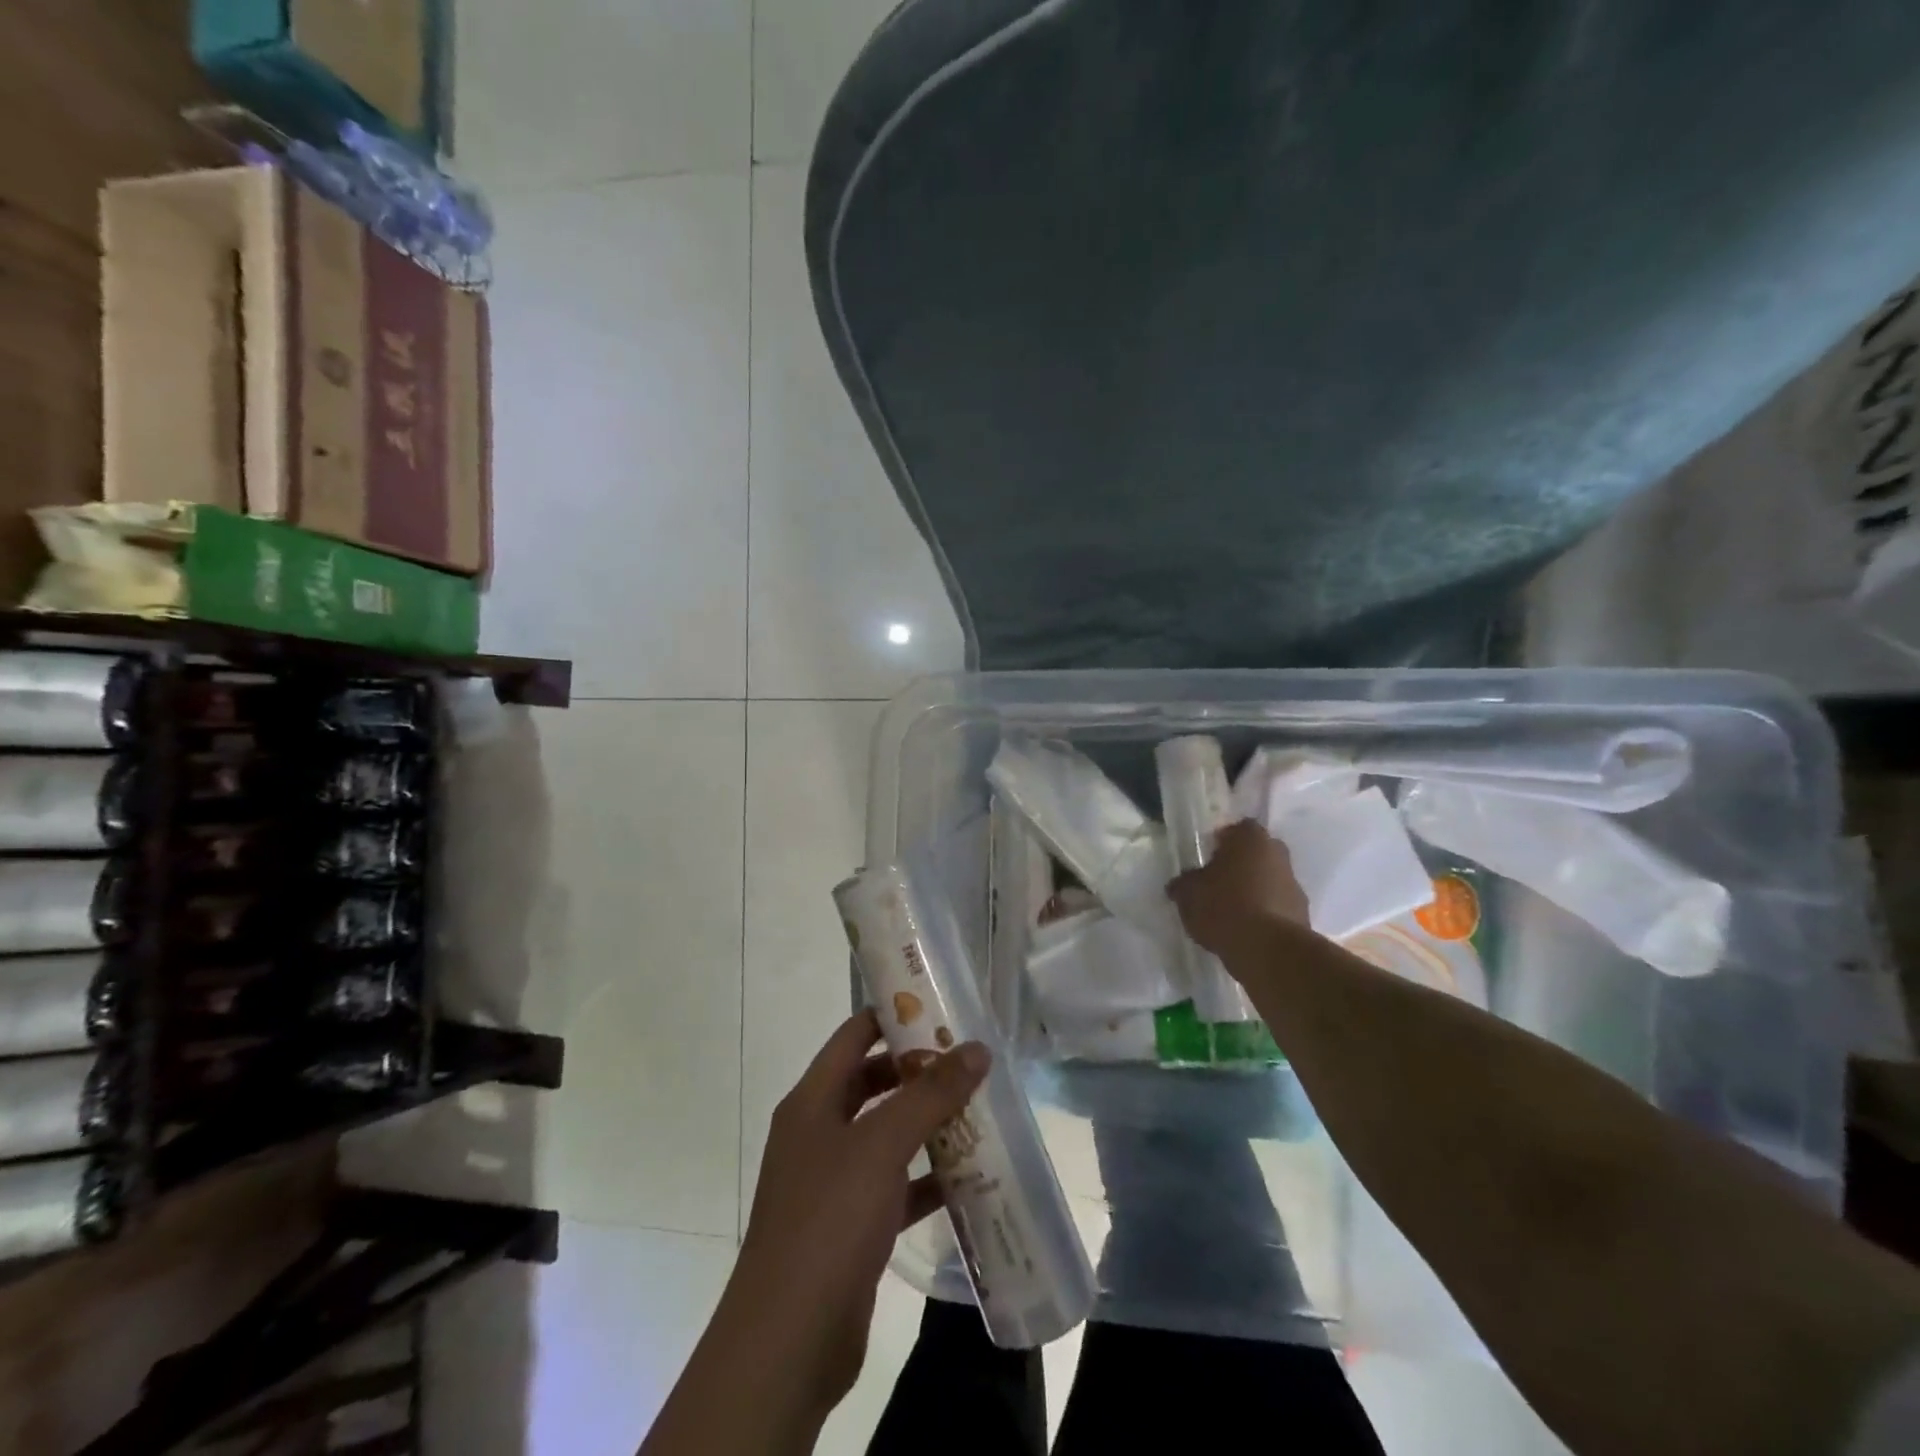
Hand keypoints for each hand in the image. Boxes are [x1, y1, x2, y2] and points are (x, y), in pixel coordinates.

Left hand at [731, 1009, 989, 1414]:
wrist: (788, 1341)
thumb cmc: (829, 1220)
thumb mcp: (881, 1145)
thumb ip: (931, 1094)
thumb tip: (977, 1048)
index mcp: (813, 1101)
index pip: (854, 1036)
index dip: (893, 1015)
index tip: (940, 1006)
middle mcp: (819, 1132)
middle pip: (872, 1082)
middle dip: (919, 1070)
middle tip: (970, 1059)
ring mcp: (833, 1181)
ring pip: (886, 1135)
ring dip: (927, 1123)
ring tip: (980, 1108)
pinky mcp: (851, 1225)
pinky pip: (895, 1185)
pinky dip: (927, 1177)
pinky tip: (968, 1175)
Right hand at [1168, 818, 1311, 958]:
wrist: (1267, 950)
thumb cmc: (1224, 906)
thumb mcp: (1188, 893)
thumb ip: (1184, 883)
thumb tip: (1180, 884)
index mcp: (1251, 839)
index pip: (1237, 829)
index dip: (1222, 841)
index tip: (1208, 857)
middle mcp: (1278, 855)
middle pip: (1257, 853)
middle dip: (1240, 865)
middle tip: (1218, 882)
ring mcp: (1294, 886)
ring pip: (1269, 880)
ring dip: (1254, 890)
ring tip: (1230, 912)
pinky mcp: (1303, 915)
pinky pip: (1277, 907)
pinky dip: (1264, 914)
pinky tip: (1246, 931)